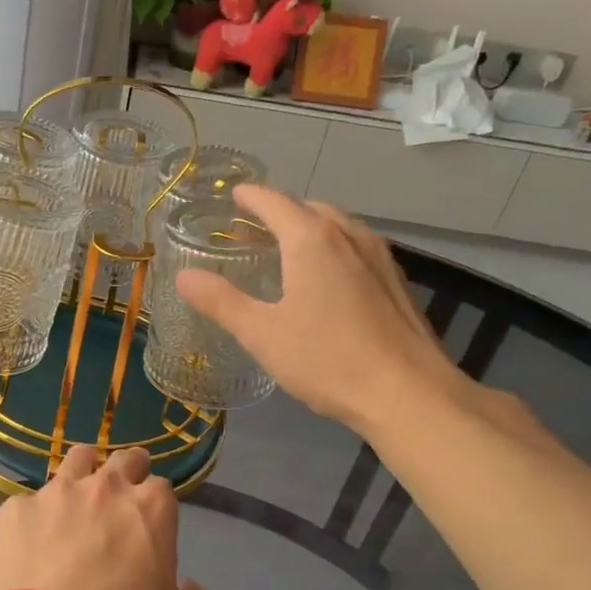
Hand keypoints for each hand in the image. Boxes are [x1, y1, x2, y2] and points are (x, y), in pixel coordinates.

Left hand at [0, 445, 212, 589]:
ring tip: (78, 495)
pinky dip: (33, 519)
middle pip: (123, 459)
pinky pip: (27, 505)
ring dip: (83, 471)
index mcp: (151, 506)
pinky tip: (30, 545)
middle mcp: (105, 486)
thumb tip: (189, 587)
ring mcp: (55, 493)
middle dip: (128, 468)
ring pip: (75, 460)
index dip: (156, 503)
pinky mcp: (15, 510)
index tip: (150, 520)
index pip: (161, 486)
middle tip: (124, 489)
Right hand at [175, 184, 469, 438]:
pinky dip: (334, 247)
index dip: (251, 197)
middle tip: (252, 229)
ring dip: (310, 228)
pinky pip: (357, 247)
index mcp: (311, 241)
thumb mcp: (261, 333)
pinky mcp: (396, 282)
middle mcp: (348, 236)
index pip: (275, 202)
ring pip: (338, 226)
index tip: (233, 195)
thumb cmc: (327, 359)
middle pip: (309, 209)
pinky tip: (328, 279)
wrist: (408, 394)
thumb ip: (220, 301)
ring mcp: (378, 257)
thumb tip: (183, 276)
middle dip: (279, 212)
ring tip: (288, 249)